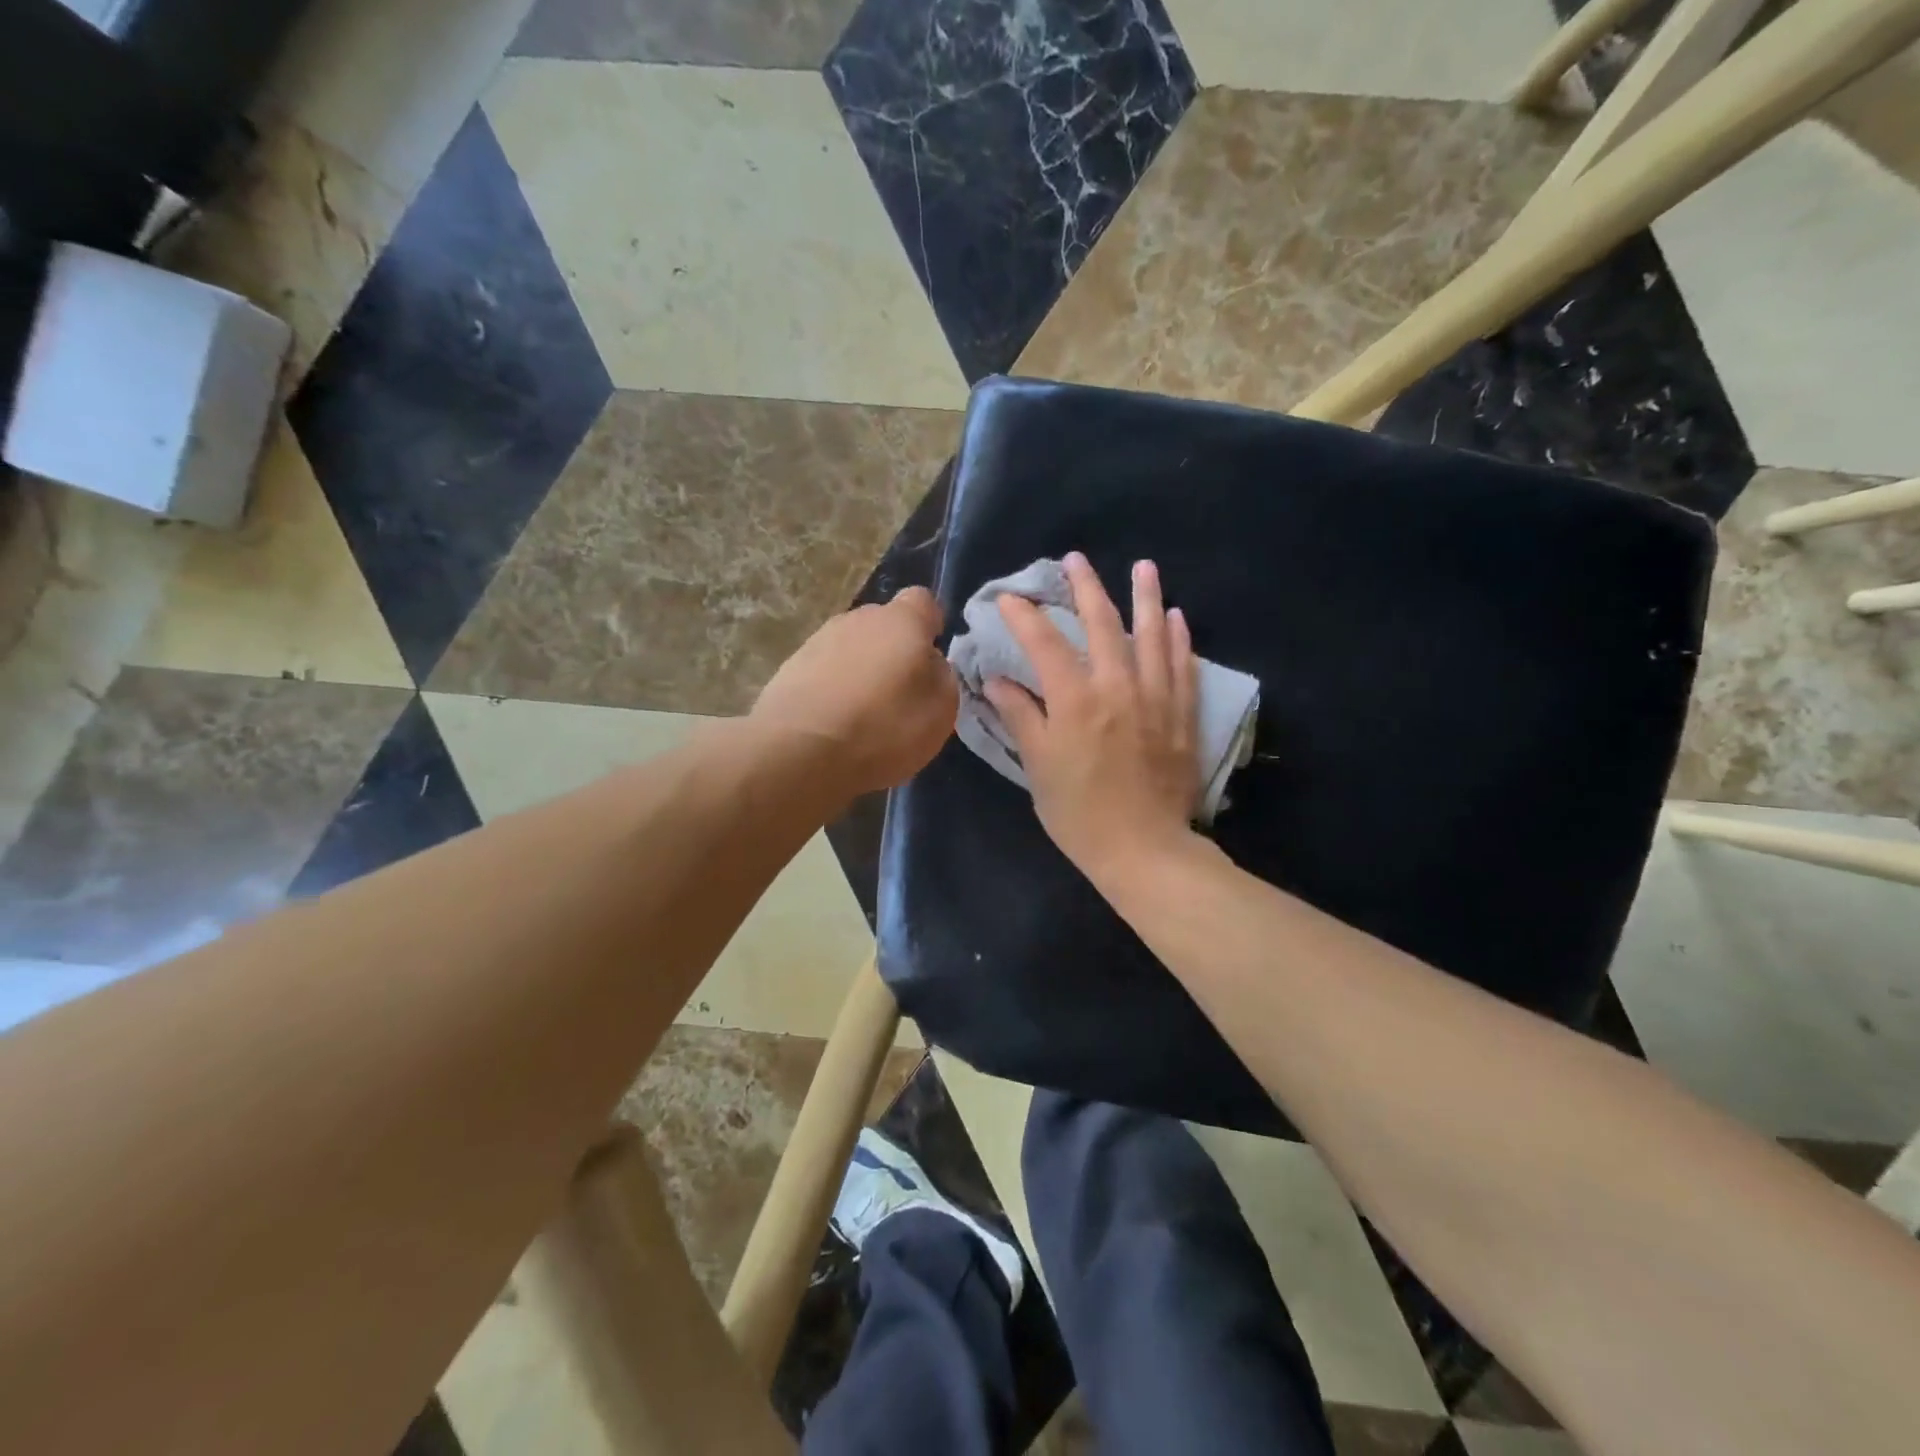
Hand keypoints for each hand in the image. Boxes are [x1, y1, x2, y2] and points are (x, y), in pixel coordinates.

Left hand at [753, 586, 957, 796]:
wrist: (799, 752)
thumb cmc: (883, 728)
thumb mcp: (940, 711)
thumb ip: (941, 676)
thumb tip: (929, 663)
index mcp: (901, 621)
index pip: (923, 601)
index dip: (931, 626)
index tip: (932, 658)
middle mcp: (858, 619)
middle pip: (884, 625)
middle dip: (894, 651)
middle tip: (900, 693)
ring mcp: (818, 640)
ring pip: (852, 648)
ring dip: (861, 671)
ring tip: (864, 715)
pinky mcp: (789, 668)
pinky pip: (824, 671)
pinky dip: (833, 689)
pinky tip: (834, 723)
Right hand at [984, 552, 1200, 886]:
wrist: (1143, 850)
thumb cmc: (1079, 813)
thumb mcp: (1039, 767)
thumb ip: (1021, 717)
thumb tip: (998, 681)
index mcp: (1076, 700)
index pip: (1045, 643)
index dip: (1025, 616)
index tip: (1008, 598)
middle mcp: (1118, 687)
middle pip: (1102, 625)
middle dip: (1087, 588)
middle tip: (1076, 560)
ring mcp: (1156, 699)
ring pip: (1153, 636)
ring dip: (1147, 598)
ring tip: (1143, 567)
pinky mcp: (1182, 717)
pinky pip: (1184, 667)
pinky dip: (1180, 640)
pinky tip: (1178, 618)